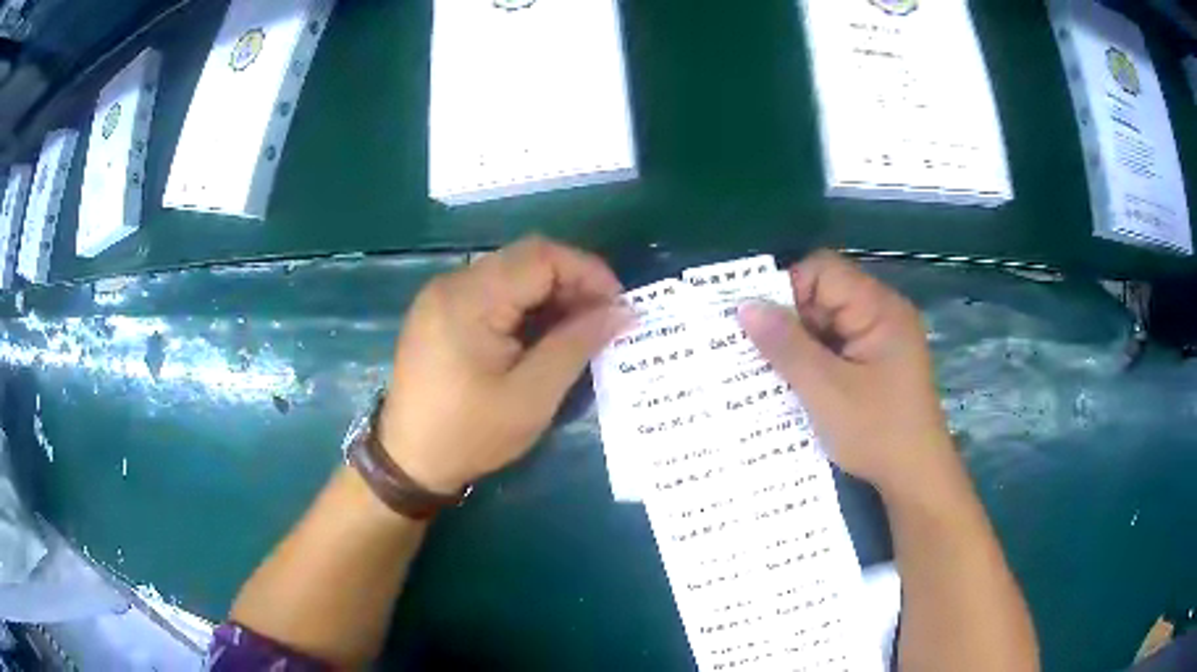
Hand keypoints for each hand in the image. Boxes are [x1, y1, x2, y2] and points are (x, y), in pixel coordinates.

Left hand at [380, 237, 629, 493]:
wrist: (409, 461)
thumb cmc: (470, 434)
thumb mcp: (532, 396)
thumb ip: (577, 344)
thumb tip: (622, 311)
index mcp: (469, 299)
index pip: (541, 256)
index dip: (588, 272)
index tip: (617, 307)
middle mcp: (452, 283)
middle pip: (525, 258)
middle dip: (572, 282)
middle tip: (602, 321)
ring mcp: (441, 295)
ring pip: (510, 272)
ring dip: (550, 293)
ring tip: (578, 330)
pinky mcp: (439, 311)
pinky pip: (491, 290)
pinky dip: (524, 304)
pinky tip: (541, 334)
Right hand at [738, 251, 952, 497]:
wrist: (915, 478)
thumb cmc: (876, 432)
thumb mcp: (826, 390)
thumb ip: (786, 345)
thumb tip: (745, 305)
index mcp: (879, 308)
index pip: (822, 270)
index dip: (786, 289)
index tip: (757, 324)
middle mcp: (881, 314)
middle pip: (823, 294)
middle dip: (789, 320)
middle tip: (753, 351)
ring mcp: (880, 339)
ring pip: (826, 323)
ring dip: (798, 344)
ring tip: (767, 370)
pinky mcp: (875, 362)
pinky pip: (836, 346)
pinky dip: (813, 360)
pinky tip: (793, 383)